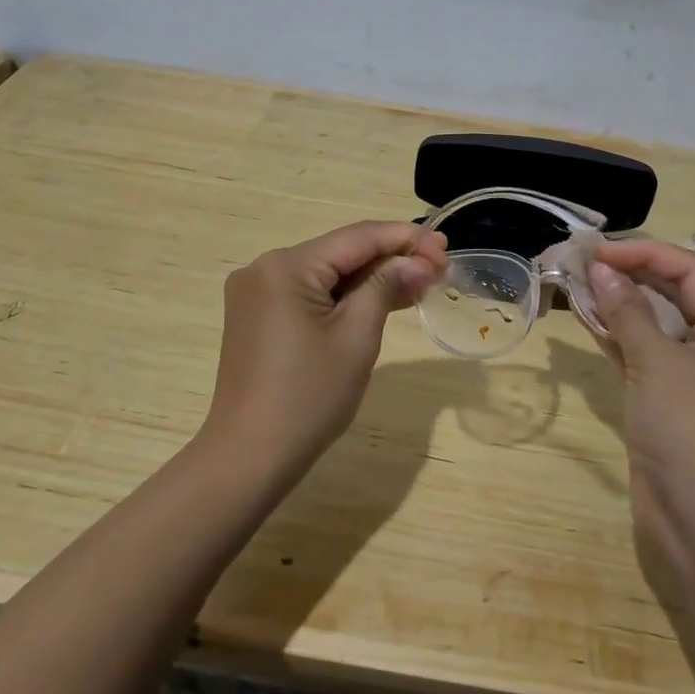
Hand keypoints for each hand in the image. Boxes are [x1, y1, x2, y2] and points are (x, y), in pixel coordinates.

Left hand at [205, 221, 448, 480]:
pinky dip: (345, 297)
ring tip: (420, 283)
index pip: (357, 237)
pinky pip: (310, 294)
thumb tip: (417, 262)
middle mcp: (265, 268)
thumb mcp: (357, 337)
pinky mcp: (258, 316)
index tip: (446, 247)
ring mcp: (257, 293)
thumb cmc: (309, 396)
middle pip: (341, 252)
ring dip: (372, 279)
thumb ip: (386, 286)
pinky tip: (382, 300)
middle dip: (391, 259)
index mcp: (285, 266)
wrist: (249, 457)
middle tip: (439, 269)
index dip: (405, 238)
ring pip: (327, 274)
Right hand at [585, 240, 694, 569]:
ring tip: (577, 284)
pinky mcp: (671, 399)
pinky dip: (619, 335)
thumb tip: (600, 270)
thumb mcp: (656, 361)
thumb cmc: (688, 428)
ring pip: (656, 323)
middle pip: (673, 292)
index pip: (689, 270)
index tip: (598, 253)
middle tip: (582, 264)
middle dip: (629, 274)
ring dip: (620, 303)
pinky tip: (588, 320)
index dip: (643, 253)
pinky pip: (645, 353)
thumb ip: (627, 310)